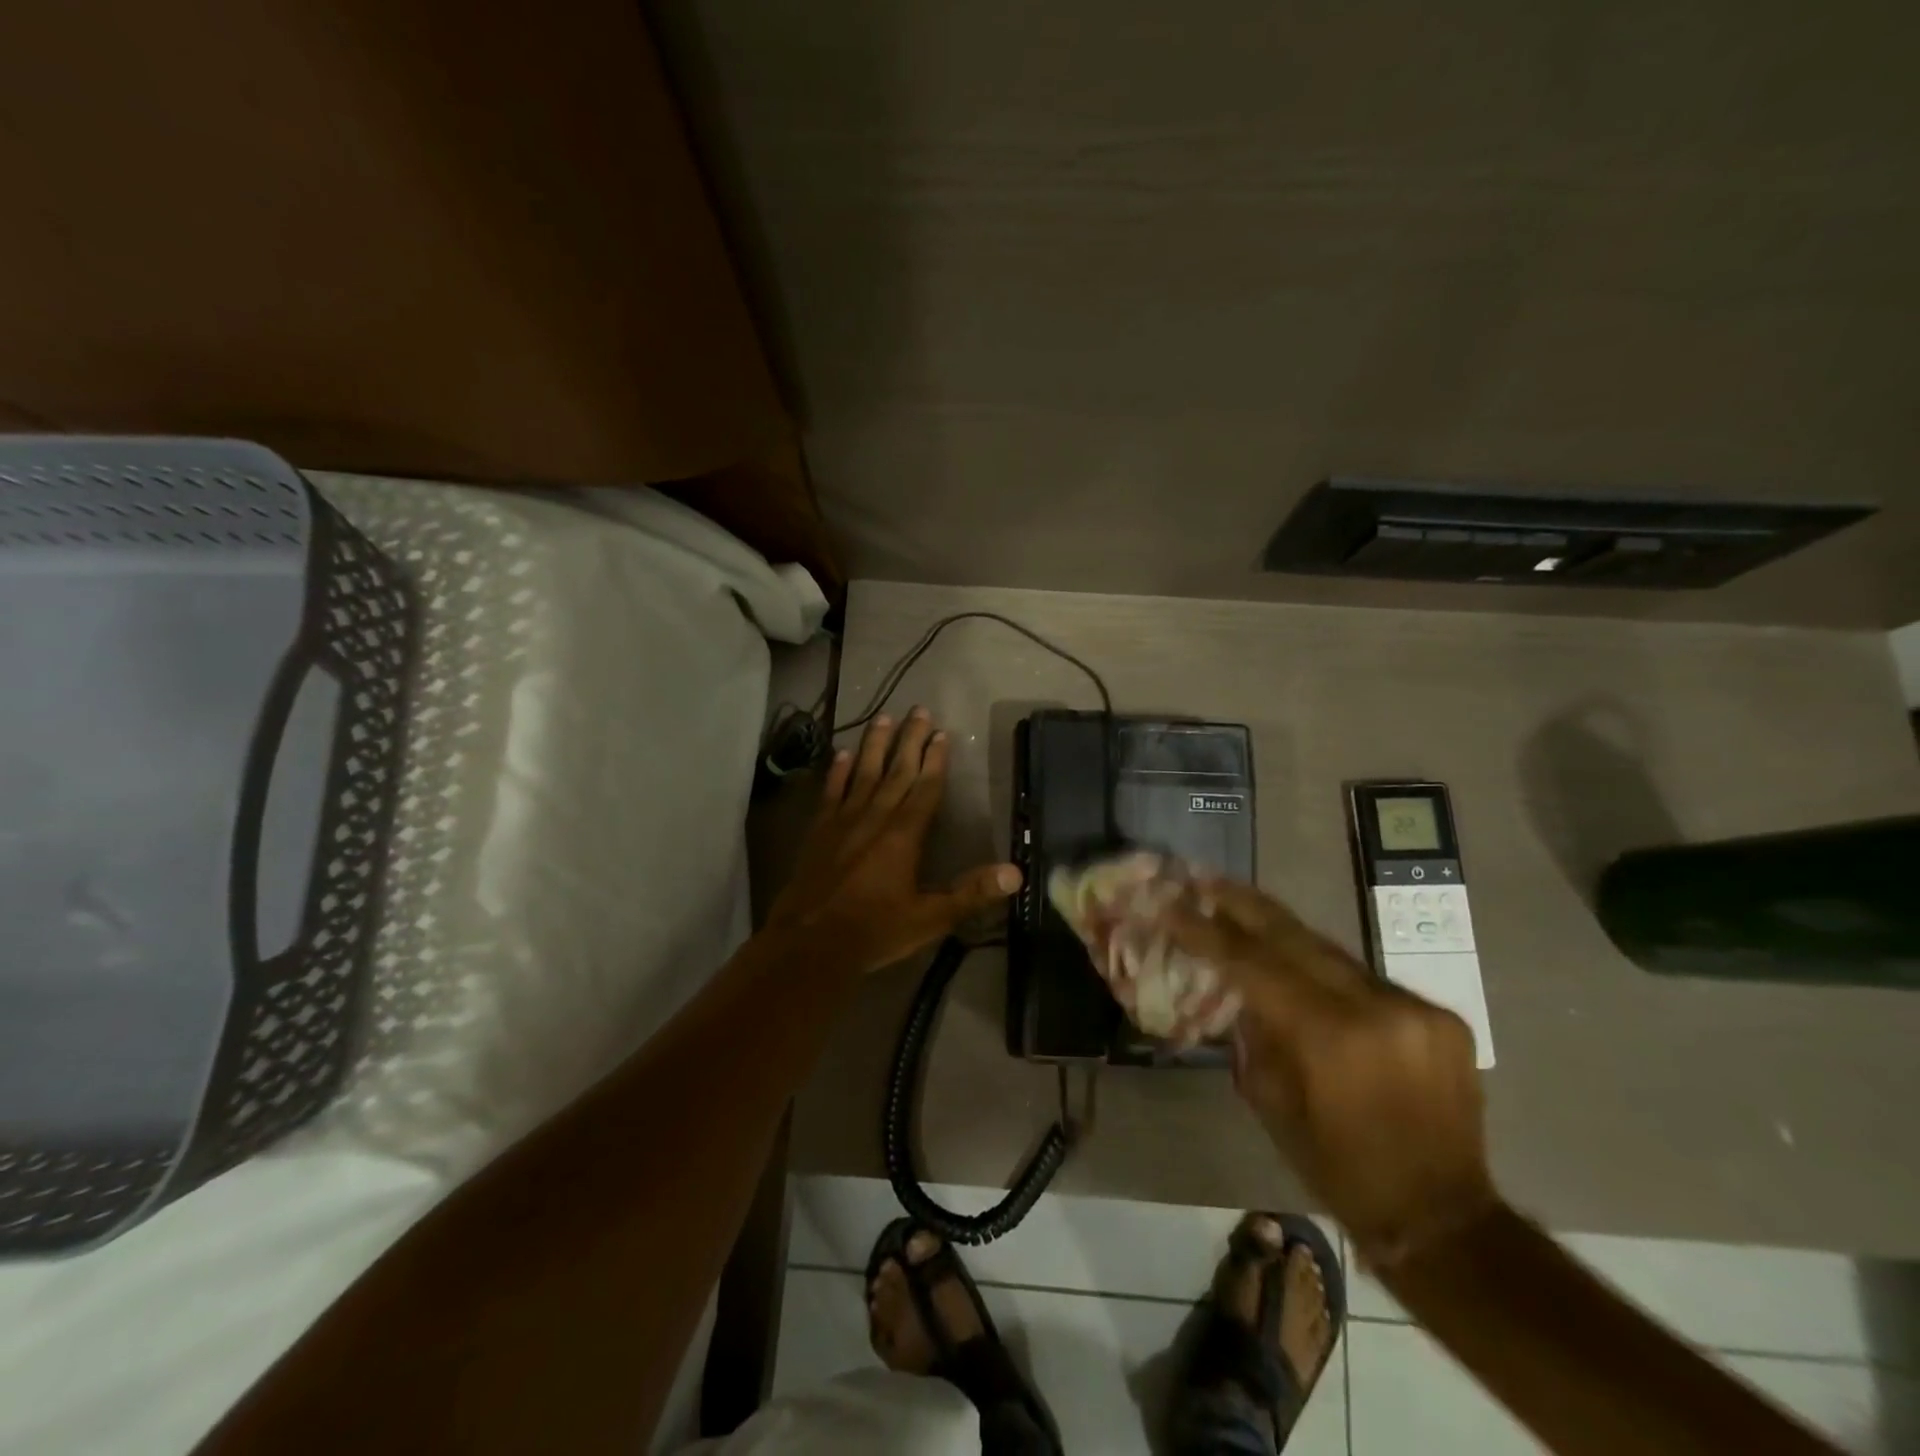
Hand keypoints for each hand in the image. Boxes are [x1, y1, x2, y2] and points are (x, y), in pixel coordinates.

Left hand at [768, 709, 1022, 975]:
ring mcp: (843, 821)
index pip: (925, 789)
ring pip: (863, 773)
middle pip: (896, 771)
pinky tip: (843, 754)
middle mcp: (875, 818)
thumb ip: (971, 893)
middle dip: (910, 740)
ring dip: (875, 745)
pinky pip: (831, 792)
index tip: (941, 732)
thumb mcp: (930, 918)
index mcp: (904, 836)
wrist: (810, 944)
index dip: (935, 760)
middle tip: (918, 709)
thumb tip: (1016, 873)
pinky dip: (838, 772)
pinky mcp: (819, 831)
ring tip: (883, 717)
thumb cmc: (874, 931)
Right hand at [1162, 878, 1496, 1267]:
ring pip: (1332, 952)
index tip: (1172, 905)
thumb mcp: (1273, 1103)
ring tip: (1245, 910)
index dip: (1207, 932)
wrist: (1443, 1218)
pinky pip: (1366, 978)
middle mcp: (1375, 1009)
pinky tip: (1303, 967)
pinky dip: (1327, 970)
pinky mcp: (1440, 1015)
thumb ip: (1255, 1035)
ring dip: (1284, 933)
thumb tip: (1238, 990)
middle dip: (1244, 906)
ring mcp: (1414, 1007)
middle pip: (1296, 938)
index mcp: (1327, 1038)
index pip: (1252, 964)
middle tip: (1206, 879)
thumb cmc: (1339, 1168)